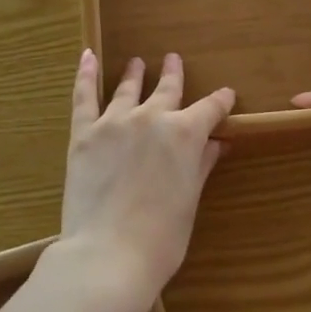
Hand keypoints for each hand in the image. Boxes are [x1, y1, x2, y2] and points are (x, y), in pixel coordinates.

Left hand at [55, 50, 234, 311]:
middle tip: (174, 59)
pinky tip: (88, 56)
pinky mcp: (84, 133)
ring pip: (128, 89)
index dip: (220, 101)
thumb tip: (218, 144)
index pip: (209, 109)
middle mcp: (152, 118)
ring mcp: (115, 122)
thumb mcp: (189, 201)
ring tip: (137, 62)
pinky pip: (84, 95)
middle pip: (167, 89)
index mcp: (184, 134)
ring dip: (135, 73)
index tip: (226, 95)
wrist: (108, 254)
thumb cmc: (161, 238)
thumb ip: (201, 165)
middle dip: (174, 74)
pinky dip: (86, 74)